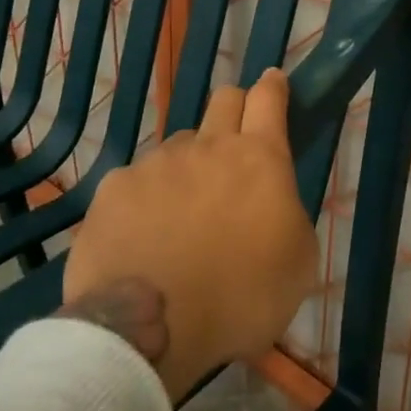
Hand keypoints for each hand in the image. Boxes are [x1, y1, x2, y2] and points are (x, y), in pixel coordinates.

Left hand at [60, 69, 316, 400]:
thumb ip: (288, 214)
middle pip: (223, 100)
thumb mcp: (297, 263)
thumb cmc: (240, 300)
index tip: (273, 82)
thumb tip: (271, 202)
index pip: (269, 98)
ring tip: (182, 214)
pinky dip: (146, 199)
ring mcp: (155, 164)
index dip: (273, 86)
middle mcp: (206, 147)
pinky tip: (142, 237)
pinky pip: (137, 180)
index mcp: (259, 159)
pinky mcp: (113, 188)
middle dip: (235, 110)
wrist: (148, 328)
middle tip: (235, 146)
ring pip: (178, 146)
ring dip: (188, 166)